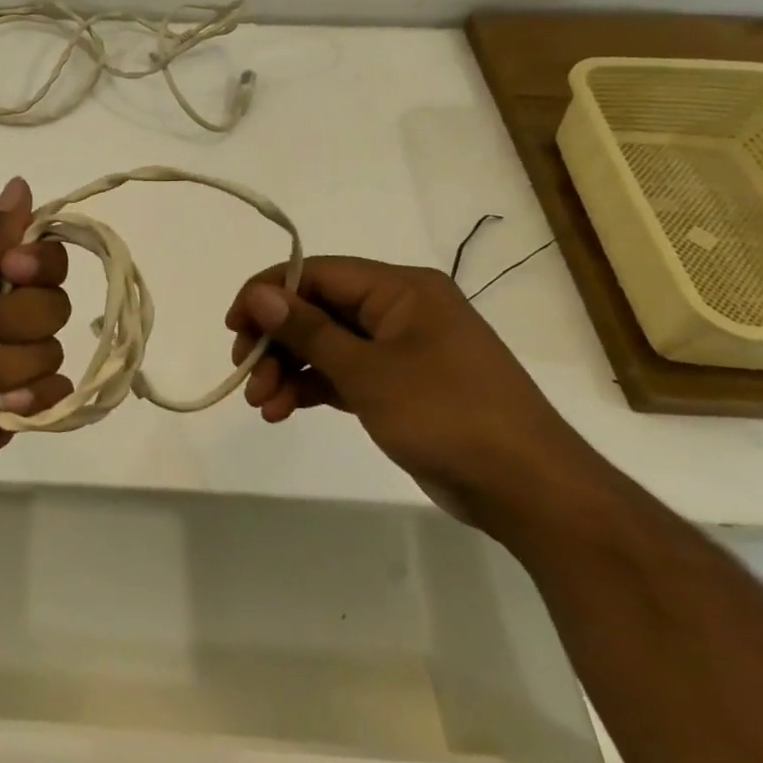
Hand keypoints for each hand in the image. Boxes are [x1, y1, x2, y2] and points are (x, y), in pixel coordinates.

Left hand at [0, 177, 72, 506]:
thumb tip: (21, 182)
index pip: (43, 256)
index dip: (38, 263)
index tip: (11, 269)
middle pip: (53, 303)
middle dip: (8, 322)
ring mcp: (9, 364)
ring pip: (50, 349)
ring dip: (1, 365)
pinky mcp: (17, 410)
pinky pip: (56, 394)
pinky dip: (27, 399)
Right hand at [226, 257, 599, 526]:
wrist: (529, 490)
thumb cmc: (447, 415)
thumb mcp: (368, 371)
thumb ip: (308, 330)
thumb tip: (259, 294)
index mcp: (400, 289)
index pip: (317, 273)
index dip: (268, 293)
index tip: (234, 325)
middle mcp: (399, 310)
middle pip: (318, 310)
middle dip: (277, 342)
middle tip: (245, 374)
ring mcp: (402, 349)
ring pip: (327, 346)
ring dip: (289, 371)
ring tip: (263, 406)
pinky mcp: (402, 386)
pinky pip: (344, 374)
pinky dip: (313, 388)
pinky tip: (283, 411)